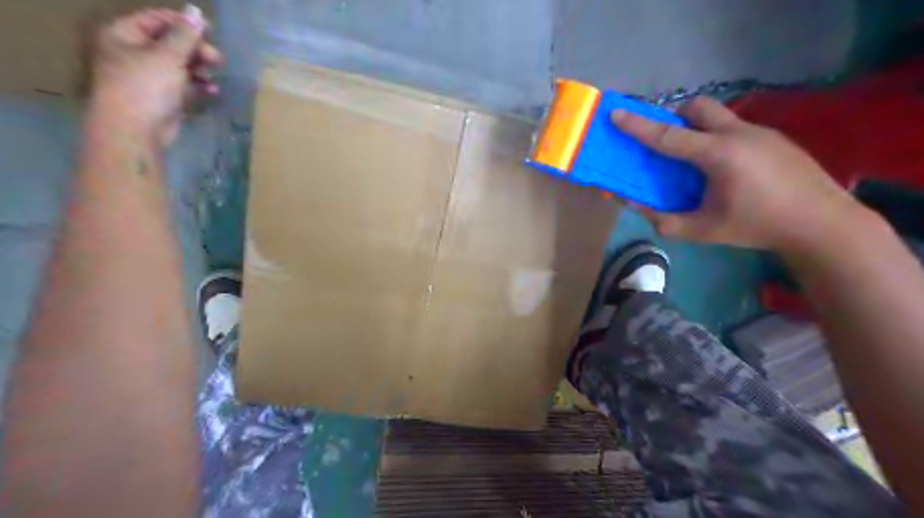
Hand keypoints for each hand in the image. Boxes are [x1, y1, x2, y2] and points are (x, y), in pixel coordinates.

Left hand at [87, 8, 222, 147]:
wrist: (134, 130)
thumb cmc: (145, 87)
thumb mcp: (168, 56)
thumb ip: (185, 35)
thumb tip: (195, 11)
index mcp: (124, 35)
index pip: (157, 19)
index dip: (184, 24)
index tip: (211, 31)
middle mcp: (133, 53)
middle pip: (171, 43)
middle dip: (196, 50)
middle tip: (217, 60)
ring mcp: (148, 77)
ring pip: (179, 66)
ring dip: (199, 70)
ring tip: (213, 77)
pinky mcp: (162, 98)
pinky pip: (183, 87)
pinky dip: (198, 87)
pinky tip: (212, 92)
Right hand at [612, 97, 867, 254]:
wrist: (822, 223)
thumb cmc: (757, 226)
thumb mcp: (703, 230)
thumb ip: (665, 220)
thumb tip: (636, 207)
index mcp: (718, 155)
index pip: (668, 136)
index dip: (638, 125)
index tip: (616, 113)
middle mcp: (739, 134)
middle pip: (699, 107)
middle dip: (676, 116)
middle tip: (667, 140)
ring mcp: (761, 133)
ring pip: (720, 116)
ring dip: (699, 129)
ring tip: (695, 161)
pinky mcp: (776, 139)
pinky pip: (736, 129)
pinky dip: (718, 139)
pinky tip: (726, 170)